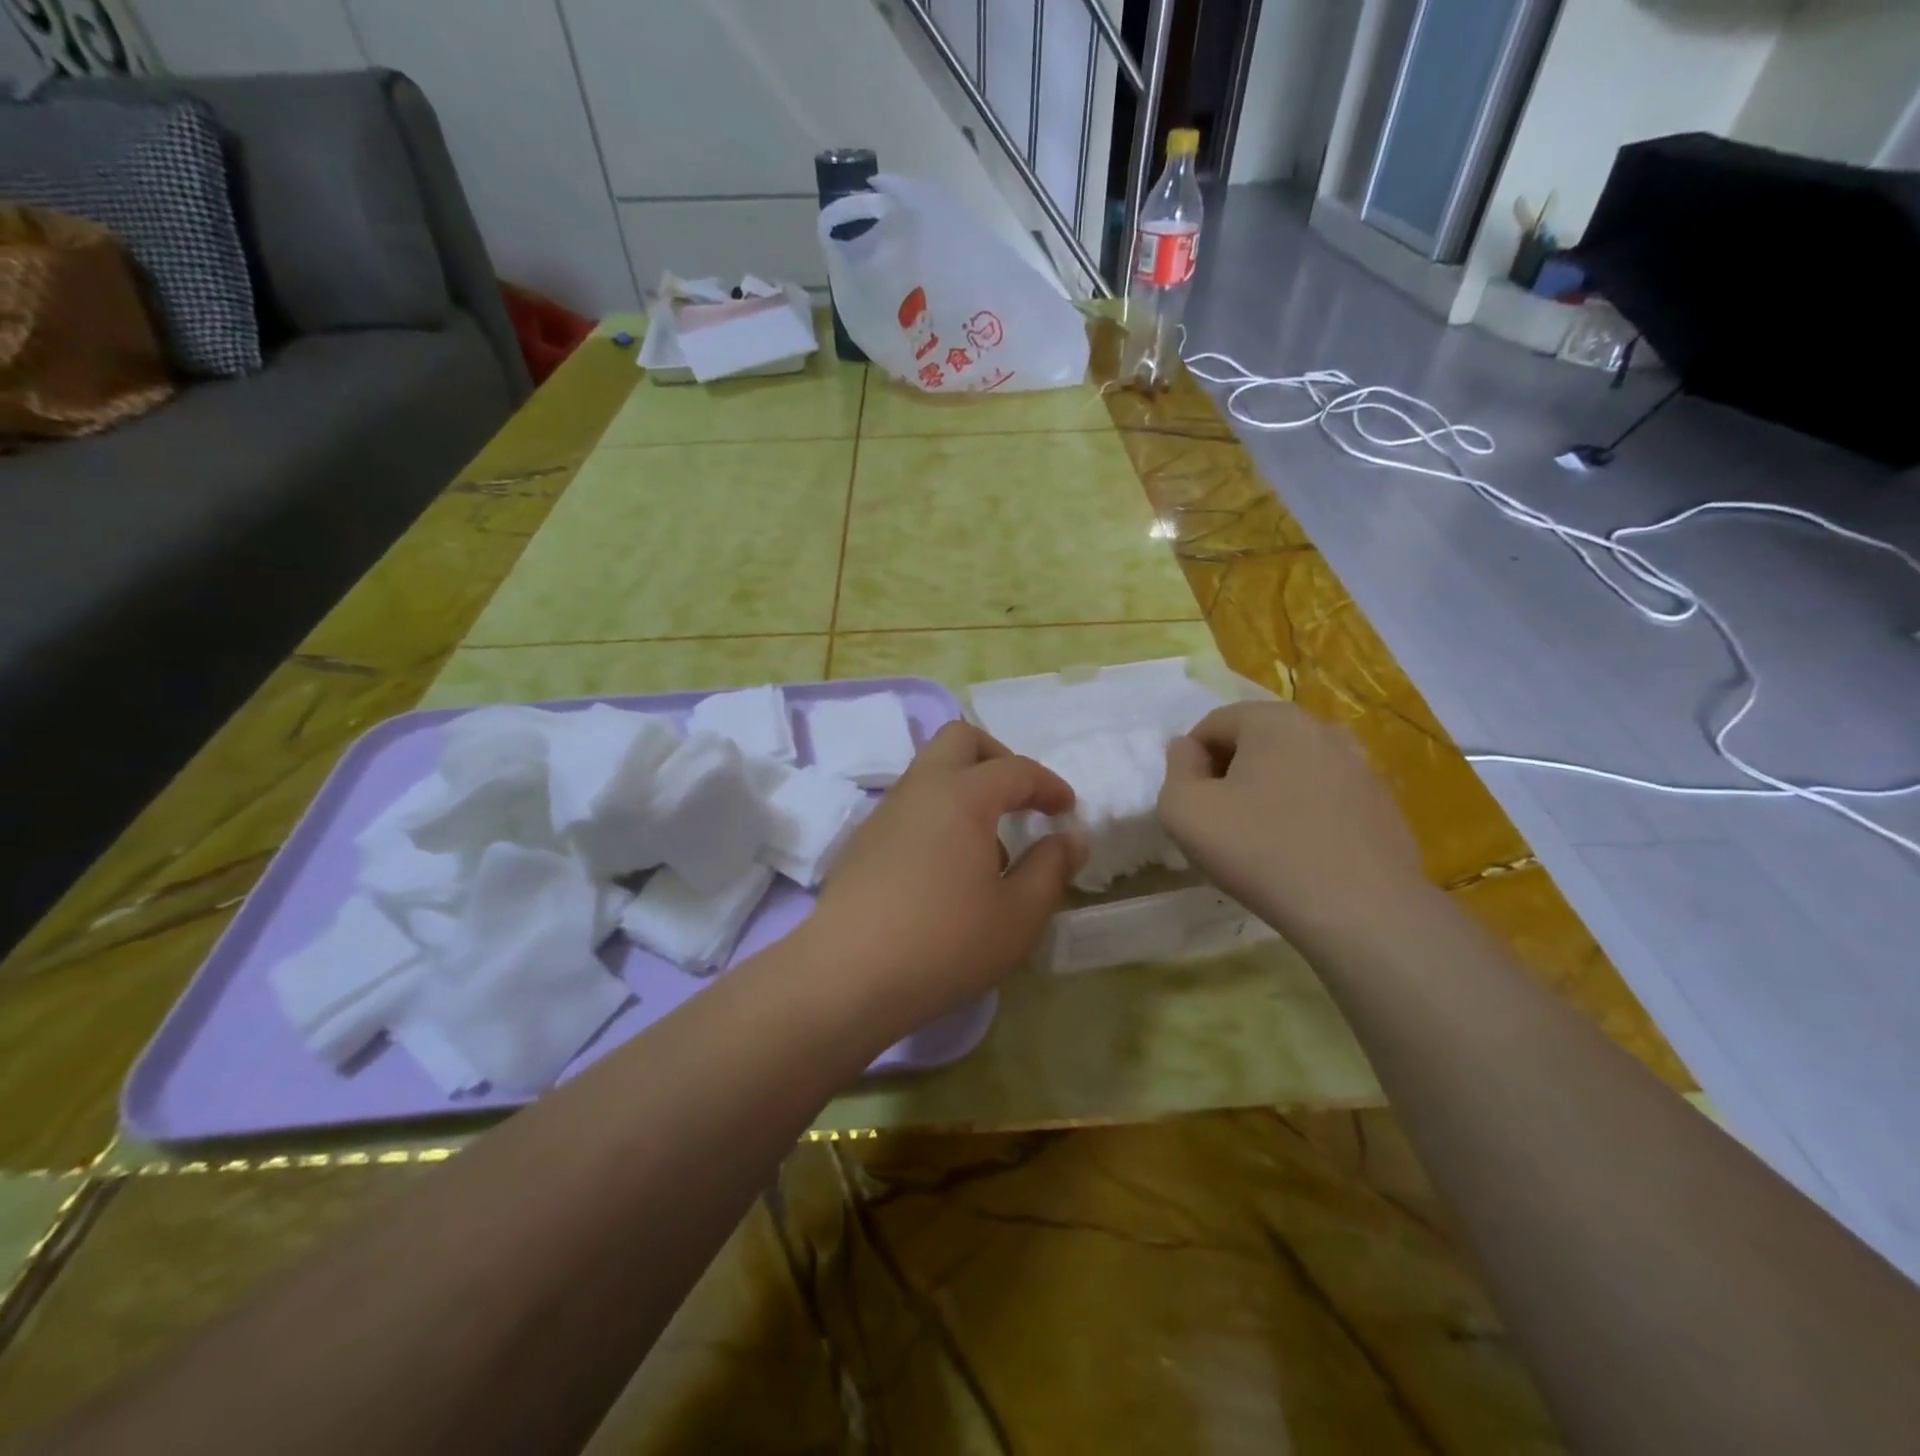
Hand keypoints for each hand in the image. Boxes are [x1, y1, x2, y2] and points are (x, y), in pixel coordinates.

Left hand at [805, 722, 1084, 1035]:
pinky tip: (946, 872)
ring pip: (930, 772)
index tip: (1067, 811)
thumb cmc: (945, 943)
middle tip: (1020, 800)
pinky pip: (910, 807)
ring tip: (987, 850)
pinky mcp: (862, 842)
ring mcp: (884, 813)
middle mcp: (919, 789)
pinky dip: (938, 816)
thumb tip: (1069, 839)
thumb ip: (1051, 868)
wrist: (846, 977)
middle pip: (959, 740)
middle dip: (998, 759)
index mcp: (962, 796)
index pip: (1016, 769)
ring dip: (966, 790)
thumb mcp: (1019, 915)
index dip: (1049, 785)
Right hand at [1158, 702, 1424, 945]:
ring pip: (1290, 770)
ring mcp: (1360, 766)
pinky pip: (1325, 798)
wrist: (1361, 912)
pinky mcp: (1382, 804)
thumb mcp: (1185, 811)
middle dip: (1229, 776)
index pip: (1212, 726)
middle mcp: (1321, 729)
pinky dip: (1304, 814)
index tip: (1192, 806)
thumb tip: (1187, 750)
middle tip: (1220, 824)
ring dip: (1267, 794)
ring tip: (1260, 842)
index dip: (1190, 764)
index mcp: (1273, 719)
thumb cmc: (1260, 852)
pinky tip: (1299, 856)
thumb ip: (1176, 769)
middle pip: (1254, 743)